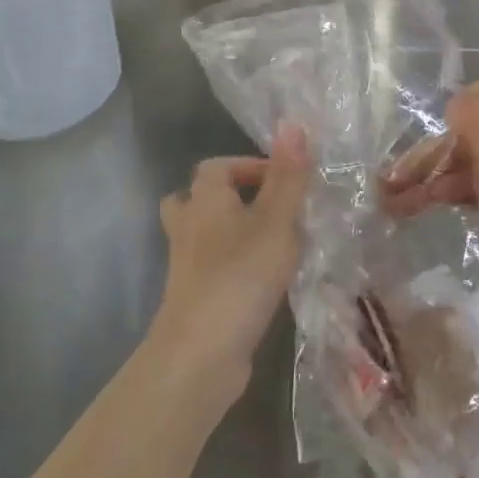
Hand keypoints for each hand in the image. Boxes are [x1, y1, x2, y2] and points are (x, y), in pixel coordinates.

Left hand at [151, 123, 311, 406]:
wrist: (199, 354)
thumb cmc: (240, 276)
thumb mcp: (276, 221)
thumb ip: (288, 177)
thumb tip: (292, 124)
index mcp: (205, 200)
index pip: (219, 165)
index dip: (251, 166)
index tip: (286, 182)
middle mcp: (188, 226)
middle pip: (197, 198)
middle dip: (231, 197)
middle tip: (268, 209)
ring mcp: (186, 265)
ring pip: (202, 234)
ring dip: (229, 232)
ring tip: (268, 241)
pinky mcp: (194, 298)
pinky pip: (210, 267)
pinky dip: (231, 265)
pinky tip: (263, 279)